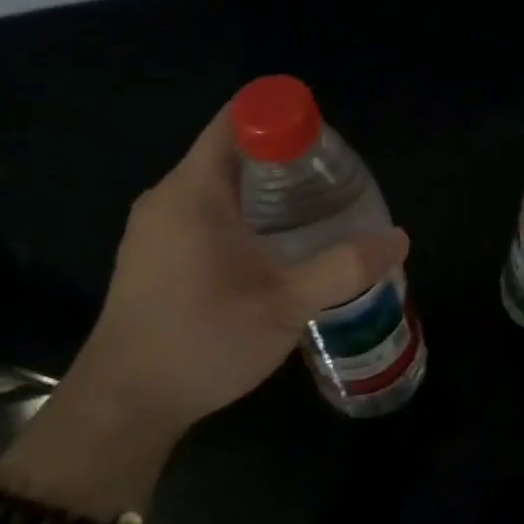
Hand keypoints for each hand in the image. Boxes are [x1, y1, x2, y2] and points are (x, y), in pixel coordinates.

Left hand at [64, 102, 409, 435]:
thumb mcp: (285, 305)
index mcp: (194, 191)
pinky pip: (201, 212)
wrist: (124, 404)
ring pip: (216, 184)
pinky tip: (268, 250)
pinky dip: (238, 213)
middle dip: (282, 158)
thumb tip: (398, 238)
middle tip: (330, 183)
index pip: (237, 120)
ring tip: (310, 214)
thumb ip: (344, 268)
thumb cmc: (203, 342)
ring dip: (261, 189)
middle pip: (230, 150)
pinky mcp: (150, 255)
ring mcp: (153, 227)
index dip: (283, 119)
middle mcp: (167, 197)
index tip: (324, 146)